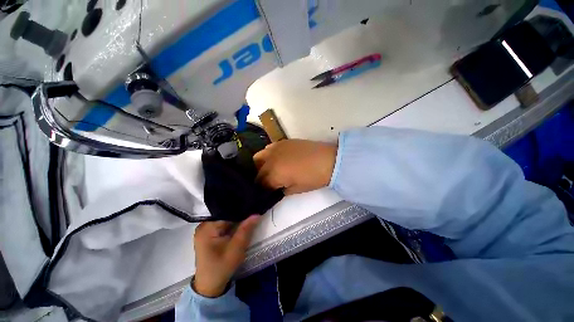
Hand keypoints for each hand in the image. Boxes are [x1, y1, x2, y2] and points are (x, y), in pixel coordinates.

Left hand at [193, 215, 260, 297]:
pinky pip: (223, 224)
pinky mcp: (209, 234)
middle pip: (225, 215)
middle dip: (239, 215)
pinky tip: (241, 224)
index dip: (241, 211)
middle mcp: (204, 225)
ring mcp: (205, 229)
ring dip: (236, 220)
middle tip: (253, 212)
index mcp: (206, 227)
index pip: (227, 212)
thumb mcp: (236, 248)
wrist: (210, 285)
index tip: (252, 208)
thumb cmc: (221, 267)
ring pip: (225, 219)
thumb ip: (246, 229)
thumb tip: (257, 214)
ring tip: (249, 216)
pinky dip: (232, 225)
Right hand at [254, 139, 336, 194]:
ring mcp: (276, 148)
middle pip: (258, 170)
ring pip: (258, 157)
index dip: (263, 189)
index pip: (261, 183)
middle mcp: (271, 159)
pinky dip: (268, 155)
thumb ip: (282, 190)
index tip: (267, 191)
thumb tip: (276, 188)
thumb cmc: (313, 178)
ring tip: (270, 170)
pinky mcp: (282, 142)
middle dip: (261, 178)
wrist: (328, 160)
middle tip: (269, 182)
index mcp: (275, 174)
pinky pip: (268, 148)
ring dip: (261, 165)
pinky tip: (277, 159)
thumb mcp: (296, 189)